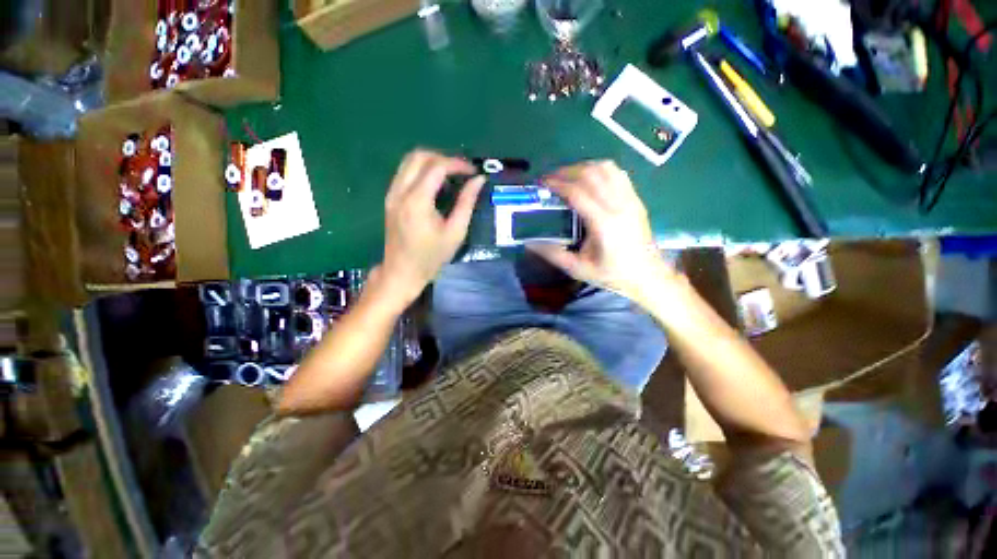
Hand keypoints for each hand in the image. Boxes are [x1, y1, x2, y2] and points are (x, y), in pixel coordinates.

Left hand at [379, 150, 484, 306]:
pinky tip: (435, 184)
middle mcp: (400, 191)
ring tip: (451, 175)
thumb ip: (467, 203)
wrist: (402, 272)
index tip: (473, 172)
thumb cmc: (432, 257)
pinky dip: (421, 170)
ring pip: (409, 161)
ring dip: (431, 161)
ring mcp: (391, 193)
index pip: (437, 166)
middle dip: (443, 157)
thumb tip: (479, 180)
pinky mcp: (390, 198)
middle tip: (462, 171)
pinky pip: (404, 172)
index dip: (457, 164)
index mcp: (417, 201)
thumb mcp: (455, 232)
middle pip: (419, 155)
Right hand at [528, 161, 674, 305]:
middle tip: (550, 179)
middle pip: (590, 174)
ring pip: (606, 168)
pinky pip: (617, 173)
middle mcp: (618, 205)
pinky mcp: (636, 199)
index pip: (577, 192)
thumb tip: (529, 243)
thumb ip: (553, 254)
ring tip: (567, 176)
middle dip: (566, 171)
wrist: (648, 275)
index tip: (542, 183)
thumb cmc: (612, 275)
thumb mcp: (579, 269)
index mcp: (604, 224)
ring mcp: (630, 199)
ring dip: (583, 167)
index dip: (557, 183)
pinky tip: (589, 178)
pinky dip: (600, 169)